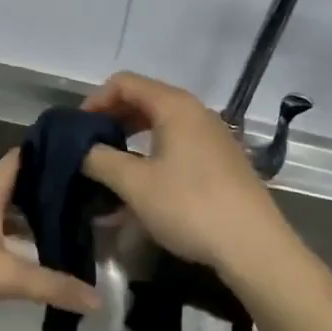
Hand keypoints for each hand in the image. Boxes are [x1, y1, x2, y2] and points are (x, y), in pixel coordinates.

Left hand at [0, 150, 101, 330]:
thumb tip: (97, 299)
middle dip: (53, 188)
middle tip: (93, 194)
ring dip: (39, 217)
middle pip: (22, 186)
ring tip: (78, 224)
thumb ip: (51, 285)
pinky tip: (45, 256)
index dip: (51, 151)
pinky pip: (5, 235)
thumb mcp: (4, 276)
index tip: (86, 153)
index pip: (24, 156)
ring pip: (14, 213)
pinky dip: (25, 241)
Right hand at [79, 71, 288, 277]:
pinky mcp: (220, 163)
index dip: (95, 100)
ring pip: (160, 128)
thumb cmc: (190, 206)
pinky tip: (139, 191)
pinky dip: (152, 159)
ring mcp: (211, 138)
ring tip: (109, 171)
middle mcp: (195, 113)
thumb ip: (100, 160)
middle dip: (112, 121)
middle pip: (143, 101)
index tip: (77, 129)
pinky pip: (176, 148)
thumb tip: (81, 150)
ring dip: (130, 143)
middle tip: (89, 148)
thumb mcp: (135, 184)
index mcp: (174, 106)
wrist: (254, 248)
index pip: (124, 83)